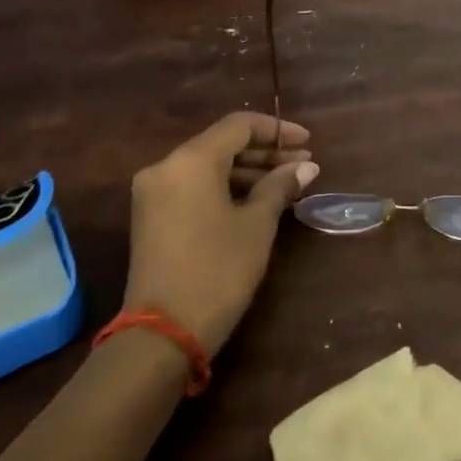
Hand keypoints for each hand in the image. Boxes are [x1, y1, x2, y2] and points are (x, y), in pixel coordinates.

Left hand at [123, 112, 319, 353]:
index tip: (308, 143)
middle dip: (265, 152)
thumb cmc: (217, 270)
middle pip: (221, 144)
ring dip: (247, 171)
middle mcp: (166, 166)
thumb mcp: (256, 225)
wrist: (162, 333)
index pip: (238, 126)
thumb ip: (279, 187)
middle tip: (304, 165)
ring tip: (288, 183)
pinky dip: (225, 188)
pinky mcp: (151, 217)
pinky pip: (194, 187)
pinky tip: (257, 200)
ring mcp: (154, 192)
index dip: (277, 130)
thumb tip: (305, 167)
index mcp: (190, 160)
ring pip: (208, 167)